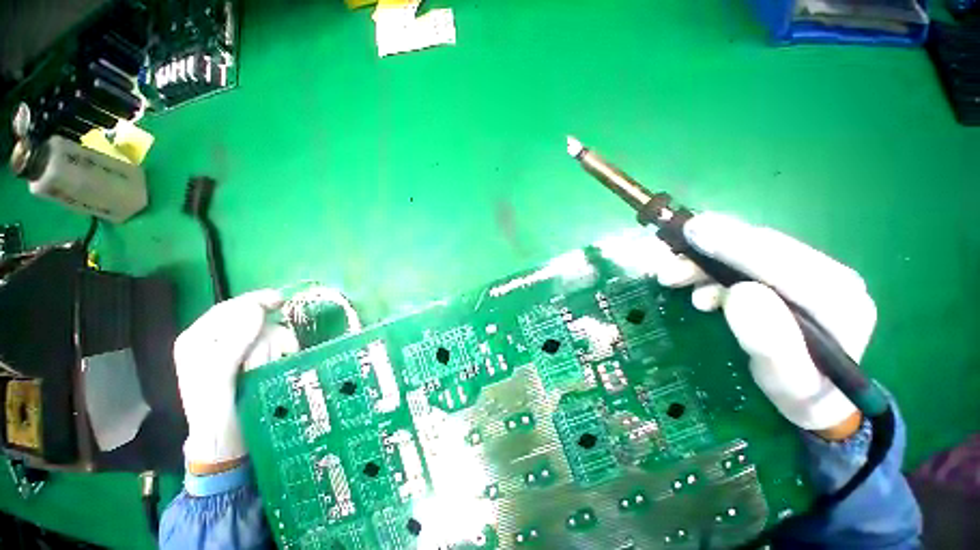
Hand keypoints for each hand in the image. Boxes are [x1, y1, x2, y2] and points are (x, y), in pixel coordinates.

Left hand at [173, 290, 298, 470]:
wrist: (228, 441)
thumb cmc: (215, 411)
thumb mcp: (217, 376)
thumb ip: (233, 342)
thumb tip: (257, 309)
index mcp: (198, 339)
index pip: (228, 309)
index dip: (253, 302)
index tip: (280, 300)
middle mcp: (218, 340)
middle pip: (252, 319)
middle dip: (264, 334)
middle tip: (272, 352)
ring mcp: (240, 350)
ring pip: (269, 332)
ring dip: (274, 347)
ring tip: (269, 366)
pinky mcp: (259, 360)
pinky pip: (278, 343)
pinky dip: (284, 350)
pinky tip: (281, 362)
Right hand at [652, 213, 875, 438]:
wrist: (814, 392)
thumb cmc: (800, 392)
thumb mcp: (787, 382)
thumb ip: (772, 342)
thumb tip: (740, 293)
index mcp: (839, 300)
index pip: (784, 261)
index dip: (736, 245)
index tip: (694, 234)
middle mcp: (827, 274)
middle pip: (762, 246)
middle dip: (710, 250)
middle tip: (669, 266)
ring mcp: (806, 270)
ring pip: (747, 248)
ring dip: (704, 260)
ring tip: (673, 278)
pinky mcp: (784, 273)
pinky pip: (742, 257)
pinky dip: (710, 265)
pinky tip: (698, 287)